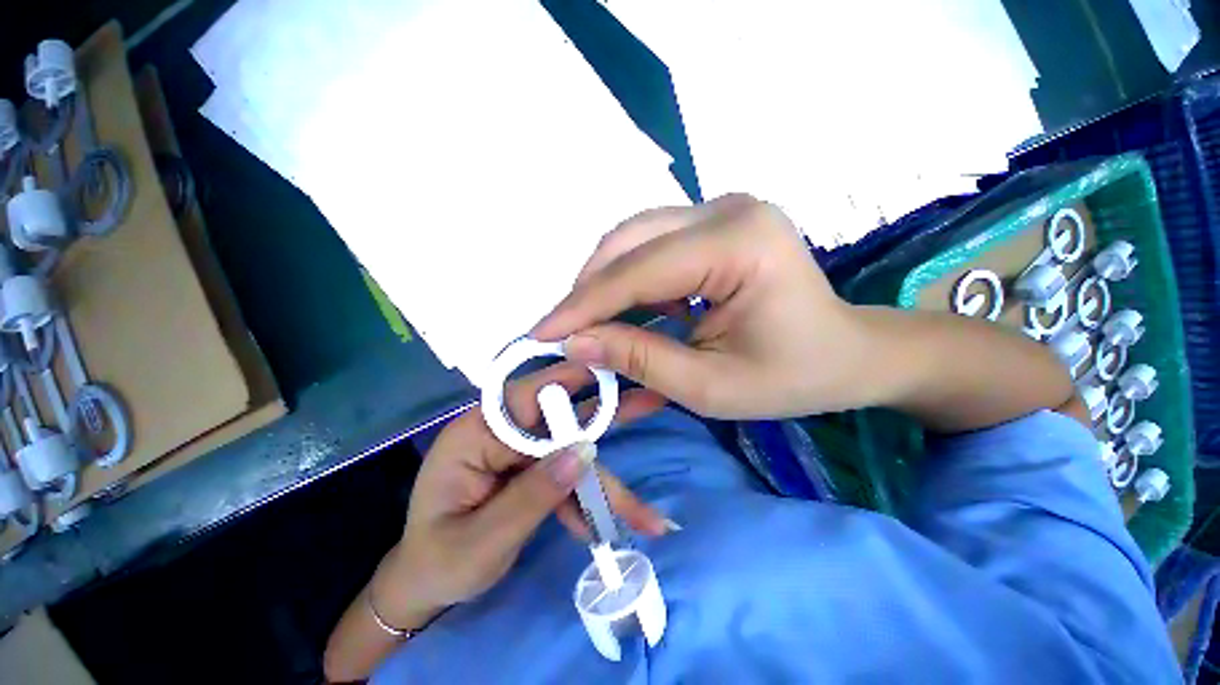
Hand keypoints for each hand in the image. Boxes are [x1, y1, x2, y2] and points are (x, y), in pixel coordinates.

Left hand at [372, 363, 667, 628]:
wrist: (426, 589)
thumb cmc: (438, 565)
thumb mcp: (480, 541)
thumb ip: (533, 495)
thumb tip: (584, 452)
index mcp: (476, 433)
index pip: (530, 397)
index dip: (574, 385)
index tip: (616, 374)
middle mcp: (501, 432)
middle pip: (561, 419)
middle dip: (607, 416)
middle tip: (651, 400)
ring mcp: (520, 451)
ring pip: (573, 451)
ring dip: (607, 477)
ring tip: (646, 490)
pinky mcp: (532, 470)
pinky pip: (567, 476)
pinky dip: (590, 499)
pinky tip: (612, 524)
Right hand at [531, 194, 885, 419]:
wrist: (847, 354)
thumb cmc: (791, 377)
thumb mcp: (710, 386)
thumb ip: (640, 360)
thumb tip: (575, 342)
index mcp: (739, 243)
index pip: (638, 271)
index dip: (583, 305)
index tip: (541, 333)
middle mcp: (728, 209)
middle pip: (629, 241)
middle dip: (589, 290)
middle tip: (565, 331)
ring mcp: (722, 208)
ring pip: (634, 239)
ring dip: (606, 284)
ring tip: (593, 326)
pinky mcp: (716, 223)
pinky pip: (653, 246)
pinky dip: (631, 281)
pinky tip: (632, 313)